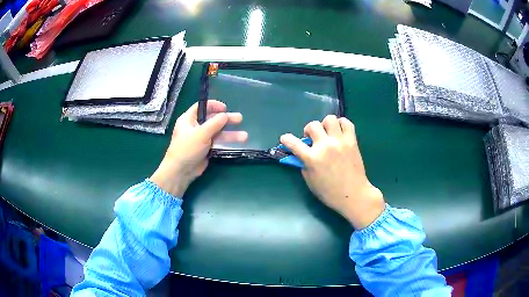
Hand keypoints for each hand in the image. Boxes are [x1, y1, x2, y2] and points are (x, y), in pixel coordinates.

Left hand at [151, 100, 246, 196]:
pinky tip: (237, 143)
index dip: (213, 105)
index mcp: (188, 119)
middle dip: (226, 120)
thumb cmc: (188, 148)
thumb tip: (225, 115)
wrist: (181, 171)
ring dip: (230, 133)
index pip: (201, 107)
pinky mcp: (205, 149)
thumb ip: (215, 123)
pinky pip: (217, 142)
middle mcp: (195, 127)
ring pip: (217, 132)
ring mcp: (200, 138)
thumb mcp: (201, 133)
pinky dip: (226, 142)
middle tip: (240, 119)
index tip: (225, 108)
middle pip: (212, 119)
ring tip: (244, 136)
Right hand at [280, 115, 384, 228]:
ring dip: (325, 125)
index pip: (293, 143)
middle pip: (312, 125)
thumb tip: (301, 154)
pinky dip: (341, 124)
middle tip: (313, 139)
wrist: (353, 195)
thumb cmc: (329, 192)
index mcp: (312, 159)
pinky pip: (346, 123)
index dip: (286, 139)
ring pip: (329, 119)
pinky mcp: (352, 141)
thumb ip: (303, 164)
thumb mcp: (310, 181)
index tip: (285, 139)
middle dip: (309, 131)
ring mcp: (340, 142)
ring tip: (327, 134)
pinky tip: (339, 133)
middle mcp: (325, 146)